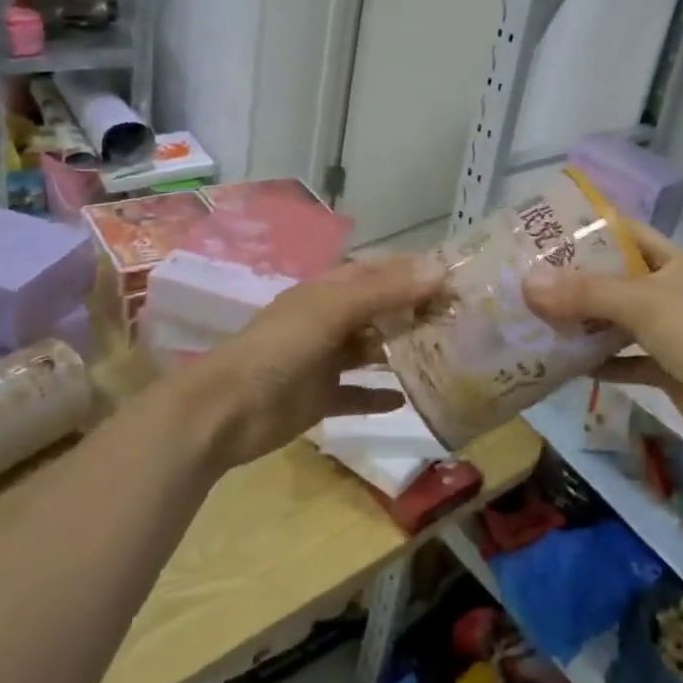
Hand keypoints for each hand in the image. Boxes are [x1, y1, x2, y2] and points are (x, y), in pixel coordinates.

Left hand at [190, 256, 443, 468]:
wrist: (226, 411)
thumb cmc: (280, 349)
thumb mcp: (333, 310)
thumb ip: (385, 291)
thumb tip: (439, 270)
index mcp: (328, 291)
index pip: (378, 272)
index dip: (413, 271)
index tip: (455, 278)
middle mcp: (328, 320)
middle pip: (378, 310)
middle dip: (413, 311)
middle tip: (457, 319)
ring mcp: (323, 360)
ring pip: (370, 350)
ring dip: (399, 351)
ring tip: (442, 355)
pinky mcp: (320, 397)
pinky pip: (356, 393)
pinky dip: (378, 395)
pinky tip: (406, 399)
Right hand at [523, 220, 682, 459]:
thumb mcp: (641, 303)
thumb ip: (585, 293)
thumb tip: (529, 284)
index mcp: (673, 263)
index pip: (627, 234)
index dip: (592, 230)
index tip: (549, 234)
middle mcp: (671, 292)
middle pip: (618, 279)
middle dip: (579, 282)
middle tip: (533, 282)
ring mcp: (671, 332)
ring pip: (620, 322)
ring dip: (588, 324)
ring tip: (541, 321)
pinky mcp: (668, 368)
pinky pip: (628, 361)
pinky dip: (603, 364)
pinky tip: (570, 366)